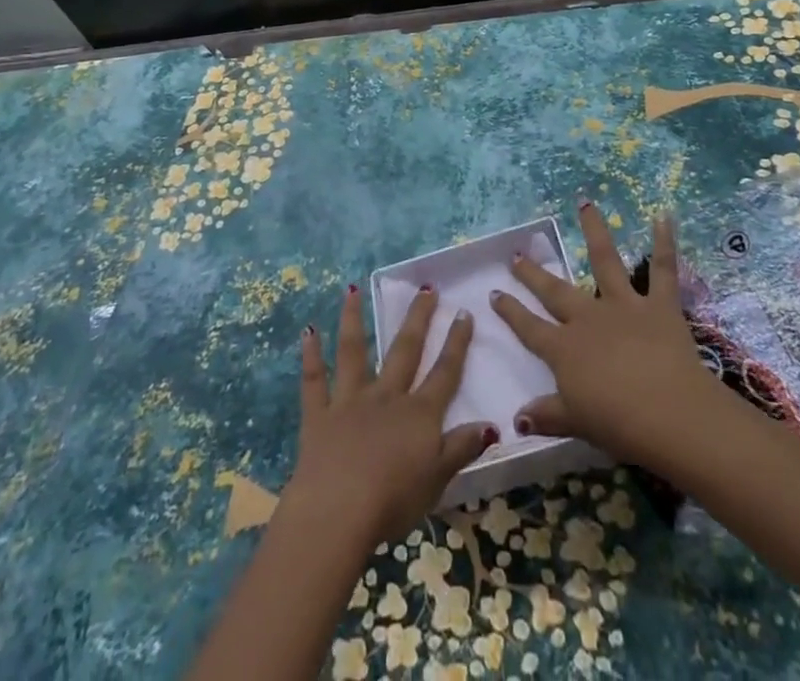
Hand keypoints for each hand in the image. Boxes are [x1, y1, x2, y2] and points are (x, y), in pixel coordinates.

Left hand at [286, 284, 498, 546]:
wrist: (339, 511)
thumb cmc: (393, 501)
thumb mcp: (438, 480)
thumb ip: (462, 449)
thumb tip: (492, 425)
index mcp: (418, 414)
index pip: (444, 372)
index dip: (456, 343)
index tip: (463, 313)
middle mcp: (386, 397)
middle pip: (405, 350)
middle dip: (418, 318)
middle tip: (425, 288)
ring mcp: (350, 401)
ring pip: (353, 352)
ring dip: (353, 319)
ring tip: (352, 290)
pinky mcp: (319, 415)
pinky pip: (314, 380)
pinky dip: (311, 355)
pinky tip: (308, 331)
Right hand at [489, 203, 715, 466]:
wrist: (669, 414)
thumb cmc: (619, 424)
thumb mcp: (576, 423)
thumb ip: (547, 415)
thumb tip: (516, 418)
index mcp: (565, 349)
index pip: (530, 328)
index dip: (511, 312)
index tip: (495, 293)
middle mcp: (588, 318)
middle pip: (555, 291)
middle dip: (534, 273)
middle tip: (517, 254)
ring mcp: (623, 305)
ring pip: (605, 260)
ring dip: (594, 230)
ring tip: (585, 203)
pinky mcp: (659, 305)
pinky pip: (663, 269)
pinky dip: (665, 241)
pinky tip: (663, 215)